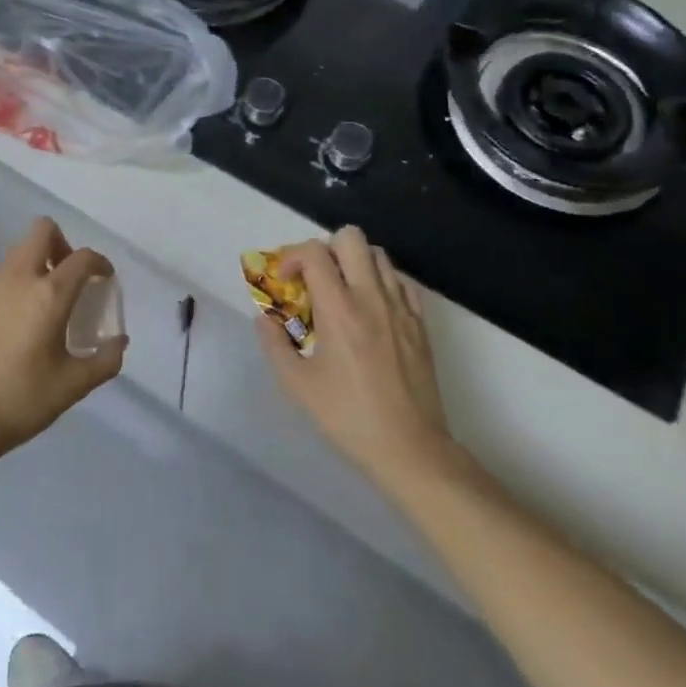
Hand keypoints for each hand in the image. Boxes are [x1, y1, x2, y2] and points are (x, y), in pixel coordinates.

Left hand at [0, 217, 123, 461]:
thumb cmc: (20, 401)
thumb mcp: (73, 386)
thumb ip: (104, 360)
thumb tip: (119, 342)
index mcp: (49, 295)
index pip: (82, 258)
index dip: (99, 262)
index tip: (104, 279)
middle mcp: (17, 280)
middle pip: (42, 231)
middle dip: (62, 244)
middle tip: (69, 279)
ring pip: (16, 256)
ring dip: (35, 268)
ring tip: (41, 308)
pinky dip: (12, 292)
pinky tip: (11, 331)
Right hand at [256, 227, 457, 487]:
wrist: (410, 448)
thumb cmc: (348, 417)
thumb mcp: (297, 385)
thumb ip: (274, 344)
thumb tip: (265, 318)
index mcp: (339, 310)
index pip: (315, 252)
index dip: (292, 256)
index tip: (285, 280)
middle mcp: (371, 297)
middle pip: (351, 237)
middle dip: (326, 249)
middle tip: (315, 279)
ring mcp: (401, 307)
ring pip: (378, 254)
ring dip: (354, 262)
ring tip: (342, 291)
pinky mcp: (420, 322)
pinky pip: (401, 281)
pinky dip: (382, 281)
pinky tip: (371, 308)